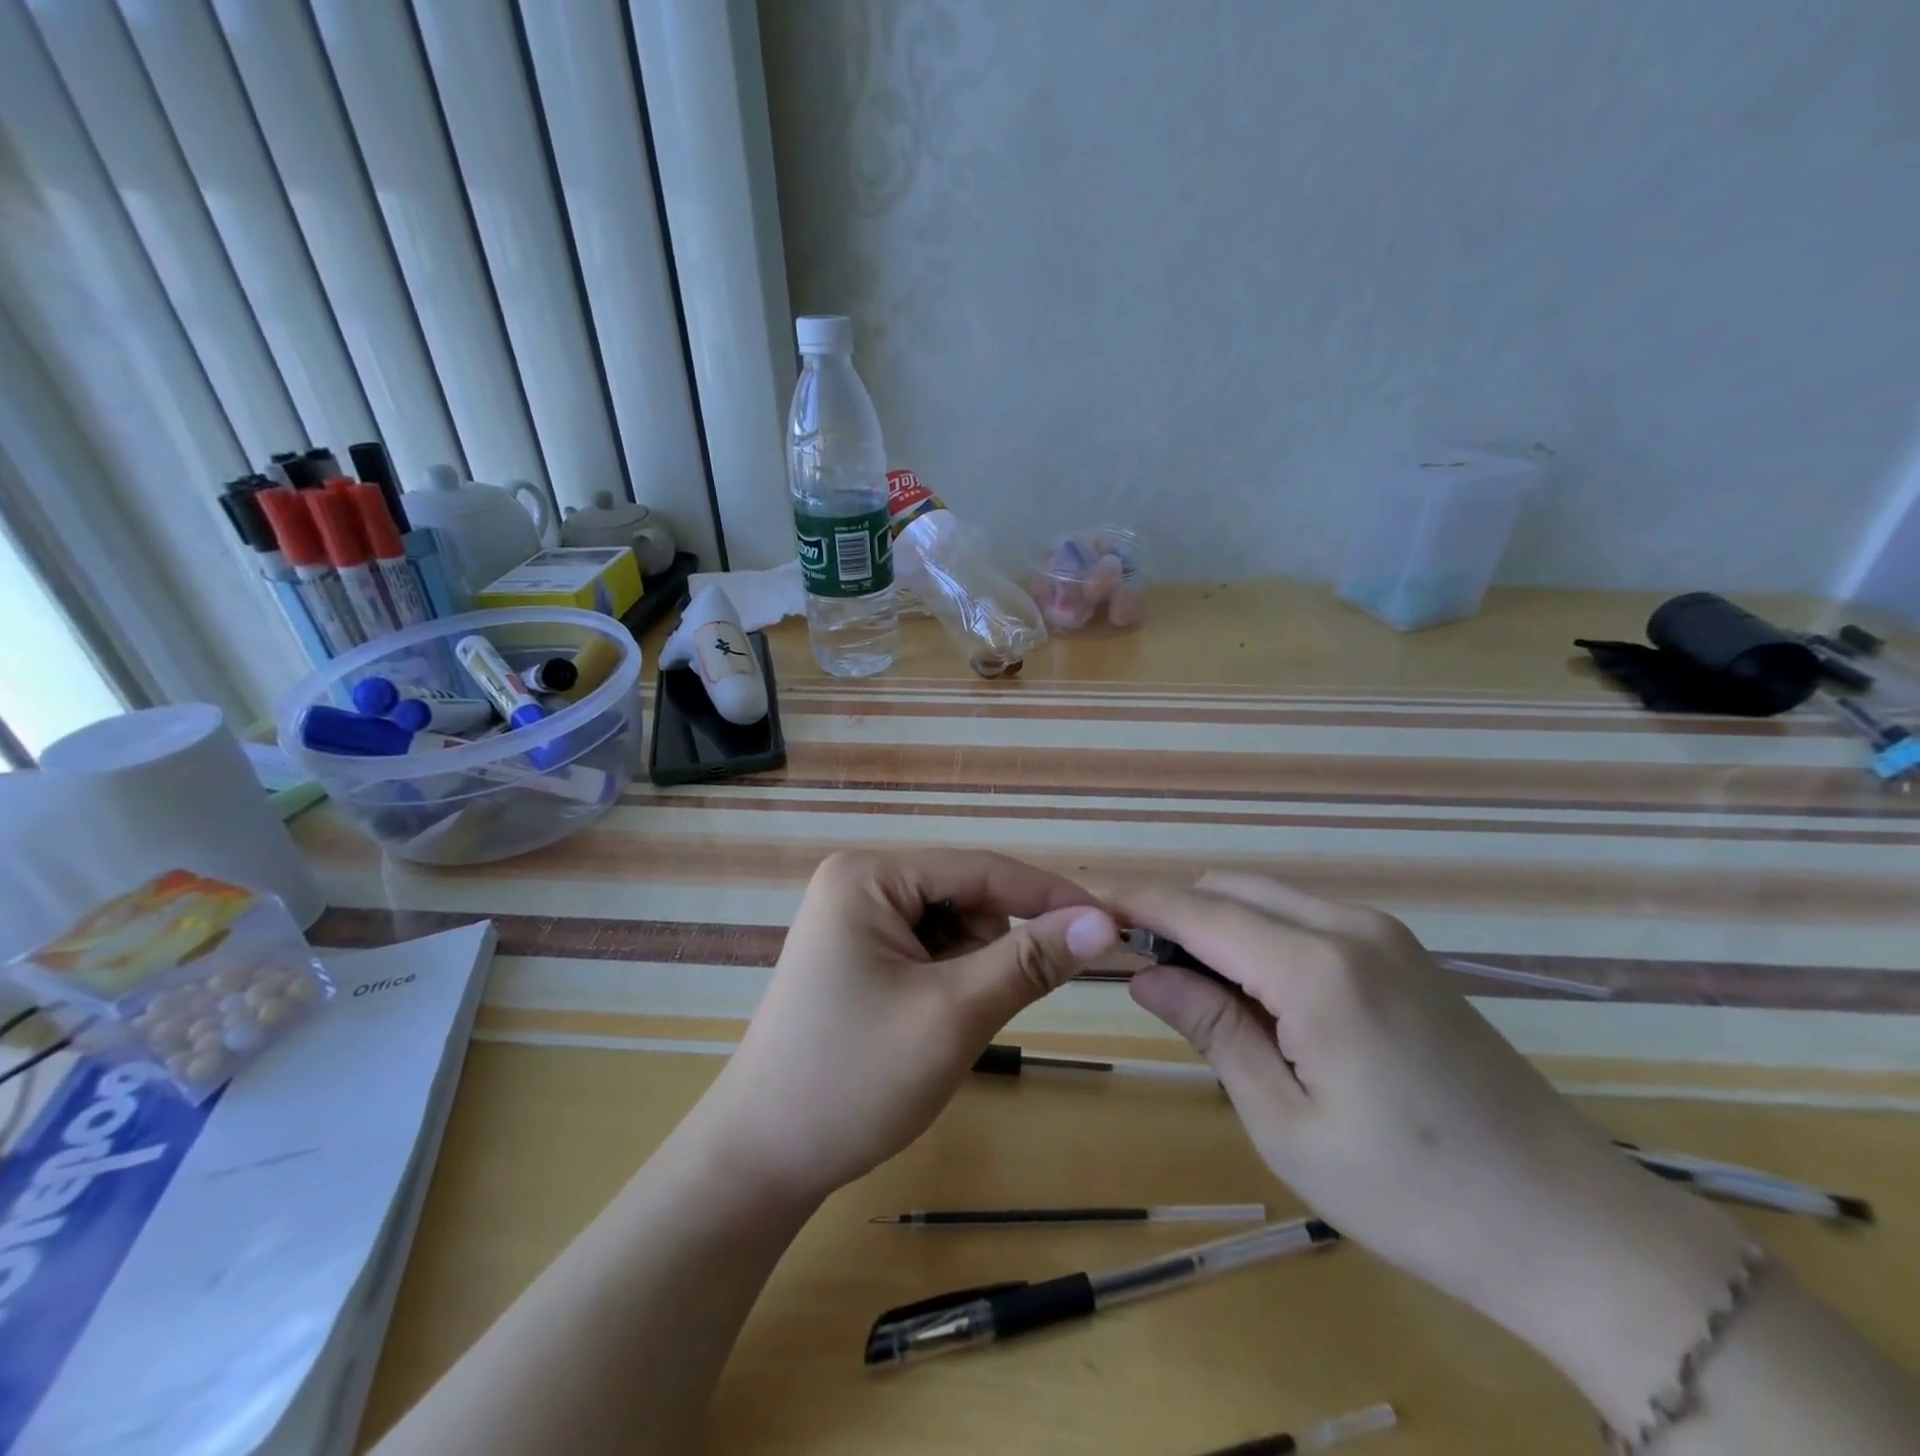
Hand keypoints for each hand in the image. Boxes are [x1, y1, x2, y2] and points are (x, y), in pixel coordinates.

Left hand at [698, 849, 1117, 1204]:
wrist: (762, 1160)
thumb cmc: (853, 1080)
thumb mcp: (953, 1015)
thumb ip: (1029, 960)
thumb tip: (1104, 921)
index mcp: (868, 876)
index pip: (980, 870)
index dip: (1049, 895)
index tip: (1113, 924)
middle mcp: (858, 883)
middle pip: (964, 898)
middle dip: (995, 948)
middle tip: (986, 1010)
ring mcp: (853, 919)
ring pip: (952, 929)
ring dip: (972, 971)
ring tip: (945, 1027)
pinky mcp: (856, 954)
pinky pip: (928, 952)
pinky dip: (949, 984)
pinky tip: (929, 1025)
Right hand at [1120, 874, 1749, 1427]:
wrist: (1575, 1229)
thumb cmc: (1412, 1193)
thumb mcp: (1285, 1121)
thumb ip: (1212, 1027)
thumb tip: (1144, 971)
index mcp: (1316, 968)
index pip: (1197, 909)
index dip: (1134, 901)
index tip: (1082, 903)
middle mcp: (1349, 926)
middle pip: (1228, 887)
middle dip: (1171, 911)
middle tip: (1131, 962)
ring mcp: (1384, 933)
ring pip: (1266, 896)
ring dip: (1215, 922)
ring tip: (1187, 984)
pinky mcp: (1403, 952)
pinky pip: (1304, 916)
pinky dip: (1258, 933)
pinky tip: (1254, 992)